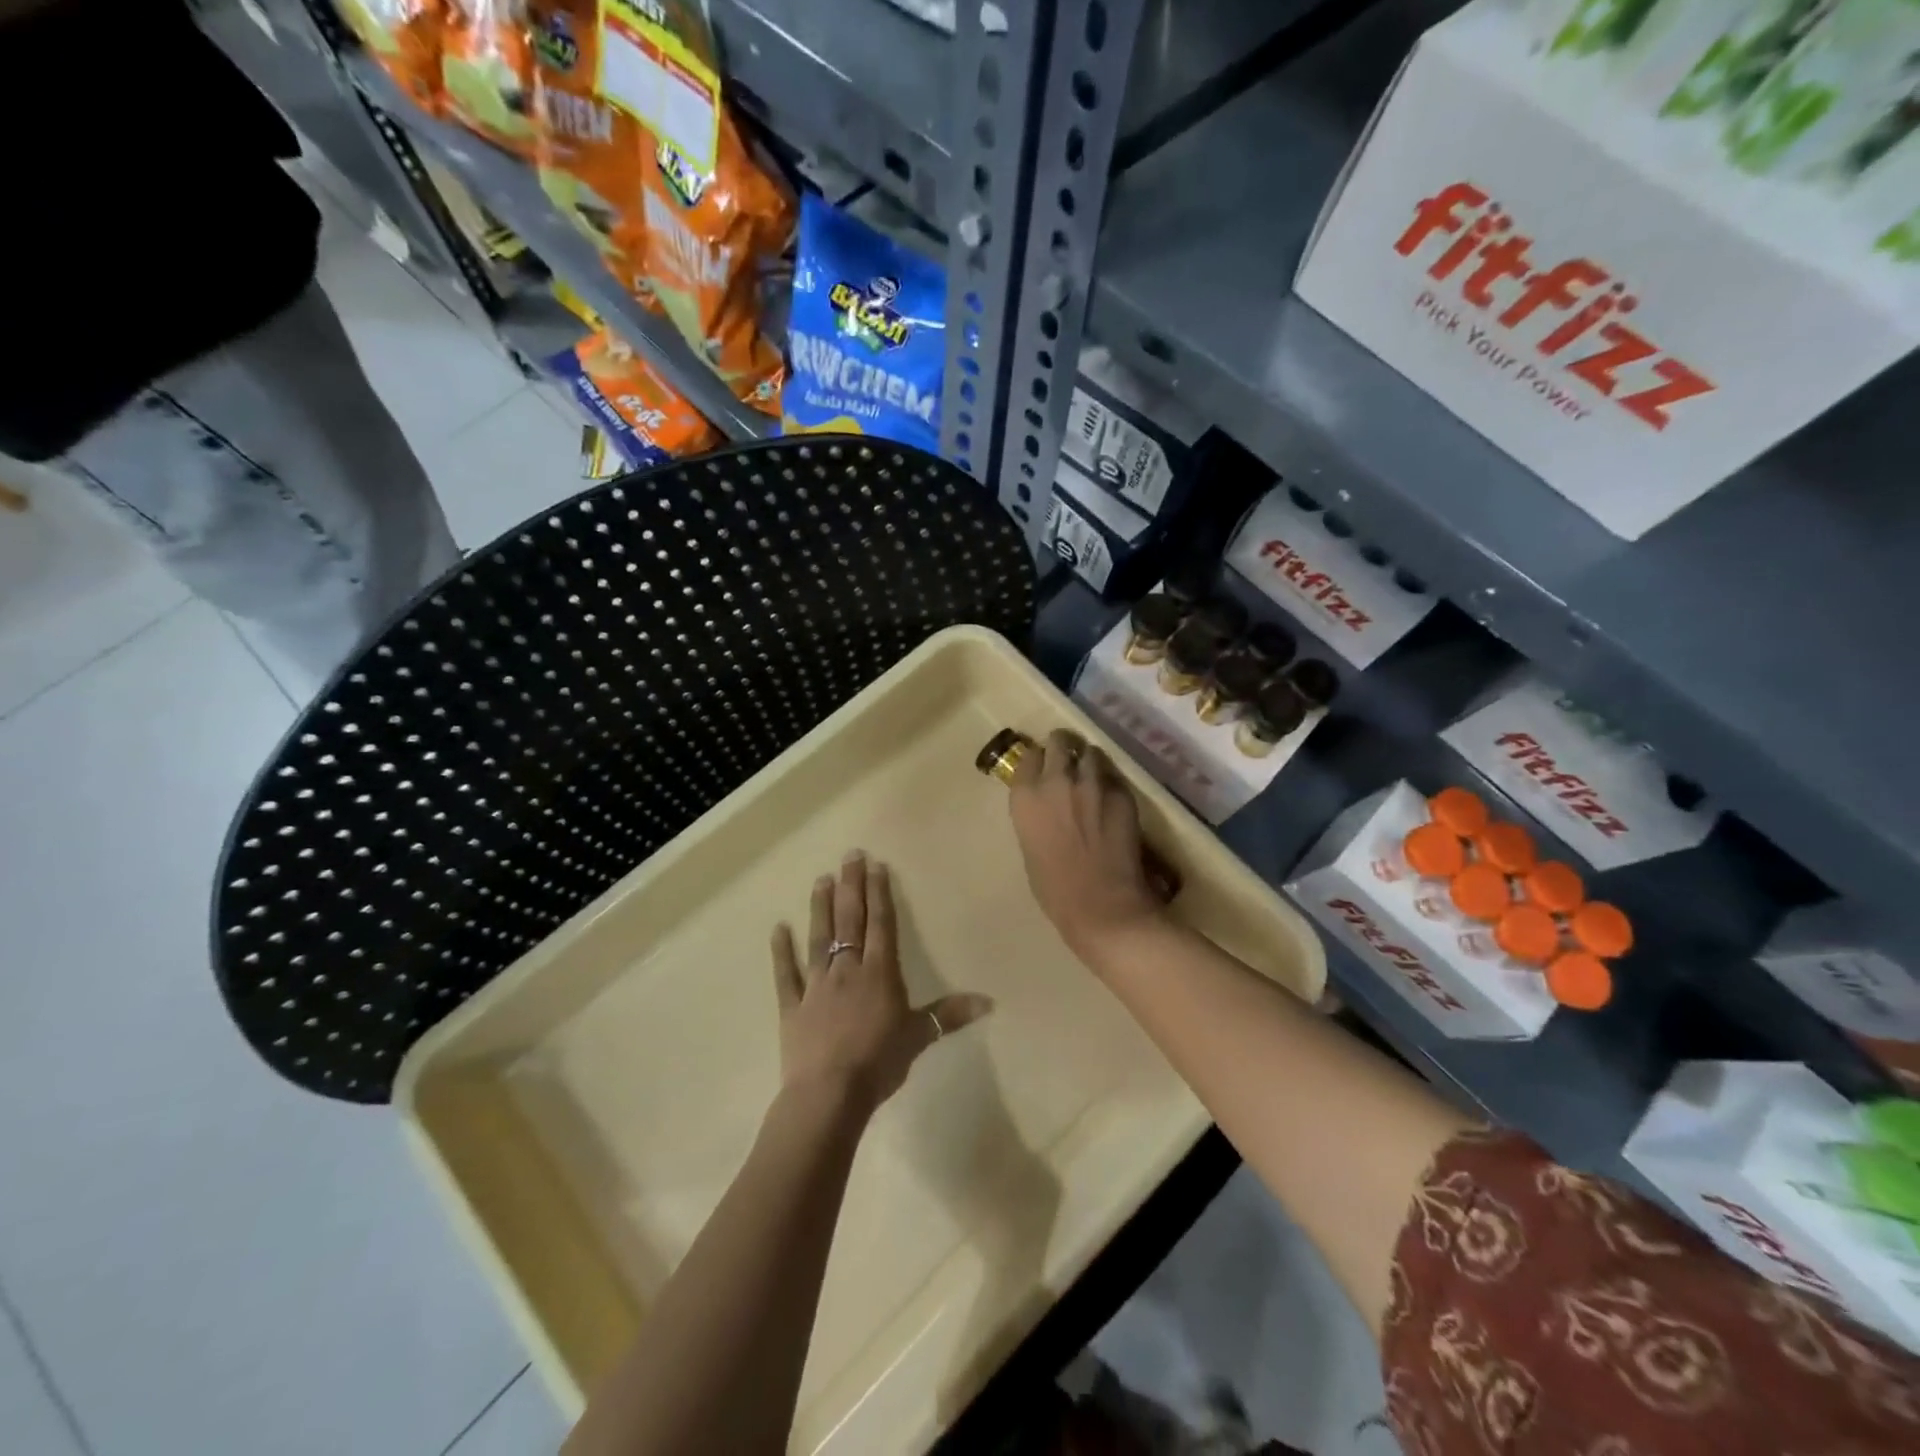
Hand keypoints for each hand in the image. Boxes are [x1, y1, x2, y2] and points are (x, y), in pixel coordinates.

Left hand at [771, 852, 991, 1115]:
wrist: (829, 1094)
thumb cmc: (879, 1062)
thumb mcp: (919, 1037)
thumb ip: (949, 1015)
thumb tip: (989, 1001)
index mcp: (879, 973)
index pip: (881, 924)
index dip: (879, 893)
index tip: (875, 865)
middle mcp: (847, 969)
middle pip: (850, 920)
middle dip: (851, 887)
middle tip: (849, 855)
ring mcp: (816, 985)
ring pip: (819, 938)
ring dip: (820, 908)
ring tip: (821, 879)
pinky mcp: (792, 1006)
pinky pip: (786, 974)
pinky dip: (781, 952)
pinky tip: (778, 928)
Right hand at [1009, 731, 1165, 963]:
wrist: (1102, 906)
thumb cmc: (1055, 890)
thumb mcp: (1031, 847)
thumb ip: (1036, 816)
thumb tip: (1048, 807)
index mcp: (1026, 797)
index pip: (1029, 757)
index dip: (1037, 760)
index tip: (1042, 767)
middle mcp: (1057, 781)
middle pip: (1059, 743)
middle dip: (1063, 748)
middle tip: (1068, 760)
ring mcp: (1092, 784)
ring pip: (1091, 753)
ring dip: (1089, 761)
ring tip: (1092, 776)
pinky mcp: (1122, 794)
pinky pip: (1113, 778)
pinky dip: (1110, 784)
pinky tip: (1111, 802)